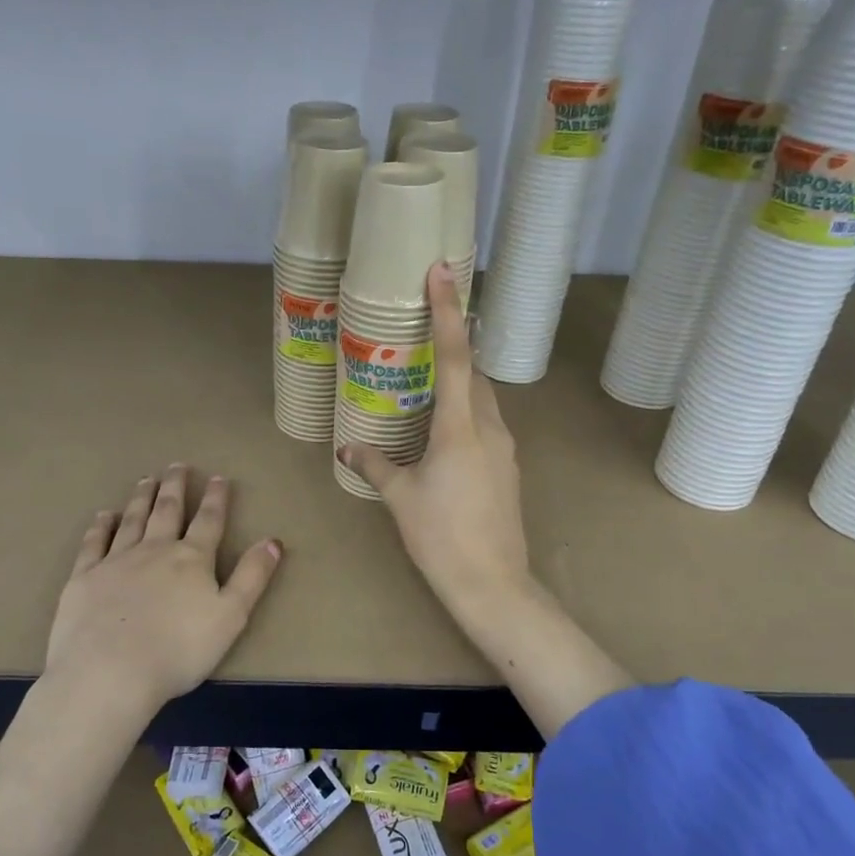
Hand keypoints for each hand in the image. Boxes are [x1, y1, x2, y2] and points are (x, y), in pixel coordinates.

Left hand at [46, 465, 282, 711]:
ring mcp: (116, 561)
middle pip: (167, 510)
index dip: (216, 498)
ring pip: (132, 519)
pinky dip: (100, 526)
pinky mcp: (84, 577)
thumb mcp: (231, 616)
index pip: (209, 521)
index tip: (218, 477)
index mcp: (191, 559)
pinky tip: (104, 515)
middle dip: (175, 487)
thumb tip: (273, 541)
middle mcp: (154, 550)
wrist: (109, 672)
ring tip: (146, 480)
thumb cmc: (178, 650)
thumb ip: (252, 576)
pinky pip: (94, 543)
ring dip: (141, 497)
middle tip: (177, 465)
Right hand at [338, 264, 532, 627]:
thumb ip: (374, 464)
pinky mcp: (508, 467)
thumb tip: (346, 445)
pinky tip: (441, 435)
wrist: (493, 584)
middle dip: (452, 348)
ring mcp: (505, 448)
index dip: (448, 310)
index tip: (441, 271)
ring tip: (424, 387)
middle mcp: (490, 427)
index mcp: (460, 427)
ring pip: (483, 399)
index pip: (455, 355)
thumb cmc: (441, 537)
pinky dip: (466, 414)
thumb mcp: (401, 497)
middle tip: (420, 336)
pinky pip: (487, 424)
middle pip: (474, 373)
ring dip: (459, 385)